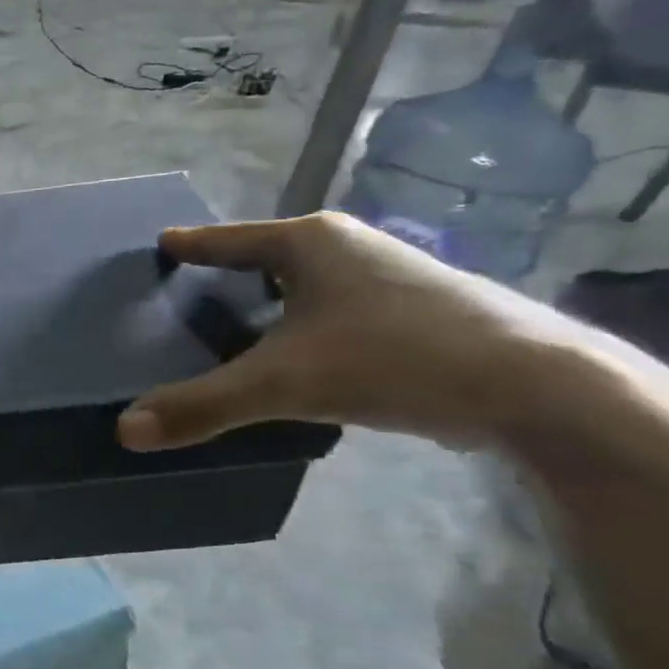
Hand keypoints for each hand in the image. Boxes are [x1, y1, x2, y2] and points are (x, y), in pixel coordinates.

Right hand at [117, 213, 591, 452]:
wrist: (544, 389)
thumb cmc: (396, 359)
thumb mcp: (284, 384)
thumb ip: (202, 405)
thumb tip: (125, 430)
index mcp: (311, 244)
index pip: (232, 239)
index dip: (194, 244)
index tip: (163, 242)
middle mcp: (352, 248)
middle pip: (271, 255)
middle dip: (232, 269)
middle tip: (190, 290)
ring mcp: (393, 277)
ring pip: (311, 282)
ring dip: (274, 299)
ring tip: (238, 325)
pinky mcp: (423, 311)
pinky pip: (340, 308)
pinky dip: (310, 322)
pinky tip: (304, 354)